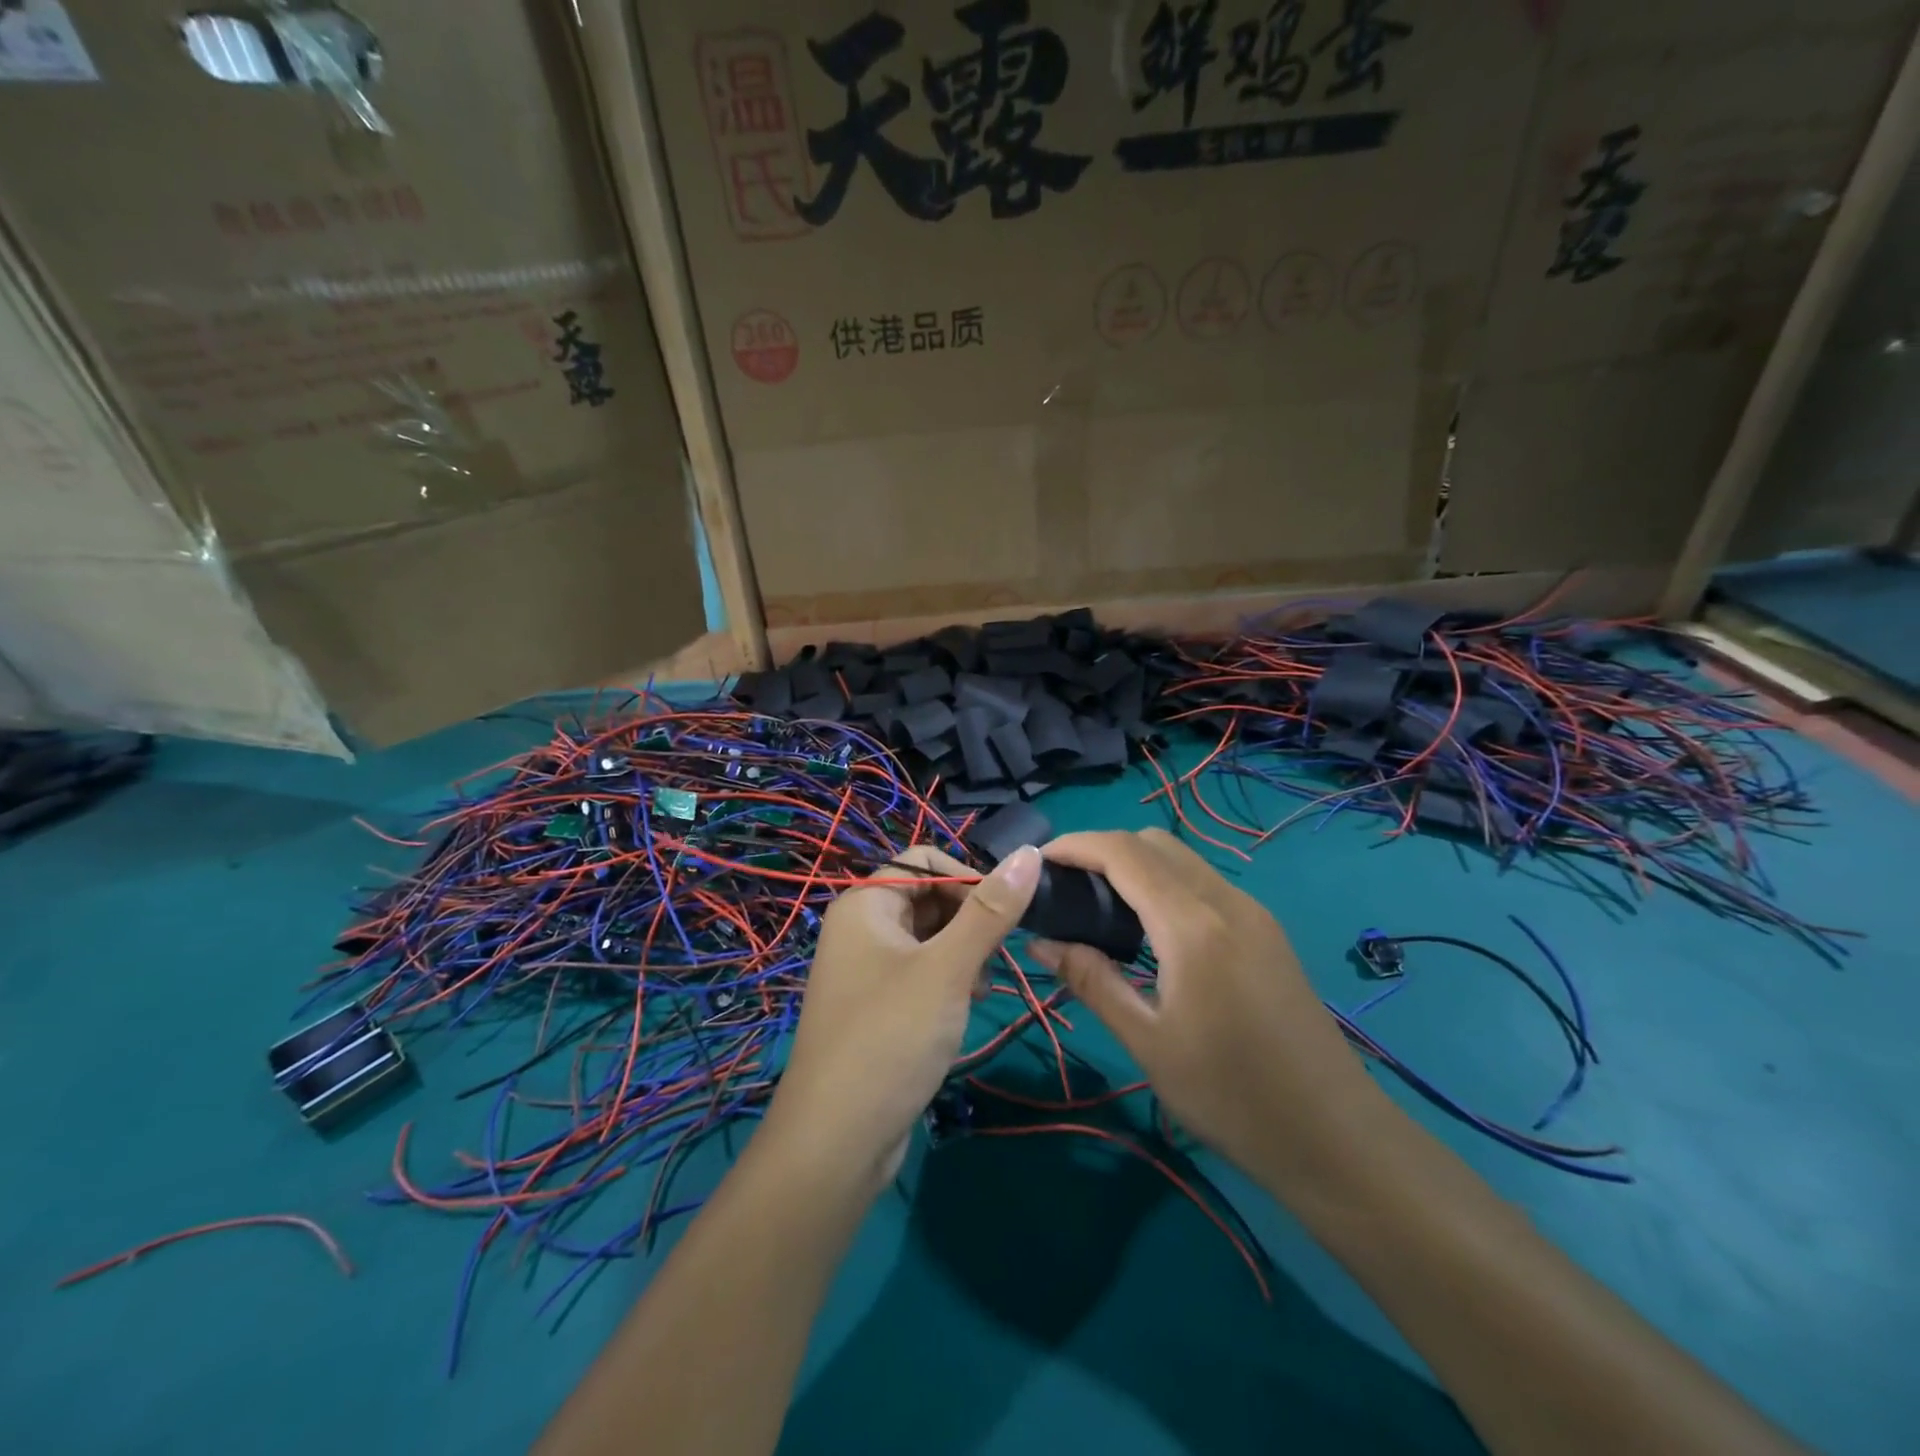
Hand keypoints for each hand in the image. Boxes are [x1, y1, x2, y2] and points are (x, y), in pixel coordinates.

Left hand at [764, 843, 1042, 1191]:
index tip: (1007, 913)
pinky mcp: (877, 1006)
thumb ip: (991, 910)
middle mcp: (861, 928)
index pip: (924, 860)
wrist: (835, 1142)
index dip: (967, 878)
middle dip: (969, 918)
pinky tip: (969, 1003)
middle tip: (999, 954)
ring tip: (984, 983)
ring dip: (963, 951)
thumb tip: (1030, 853)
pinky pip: (920, 971)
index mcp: (865, 904)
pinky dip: (948, 978)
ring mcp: (866, 969)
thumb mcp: (948, 969)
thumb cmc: (890, 1039)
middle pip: (927, 896)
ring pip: (928, 936)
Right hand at [1029, 829, 1385, 1196]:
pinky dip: (1164, 883)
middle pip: (1154, 843)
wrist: (1336, 1138)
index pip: (1124, 853)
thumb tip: (1041, 941)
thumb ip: (1091, 980)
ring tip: (1097, 904)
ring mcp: (1253, 913)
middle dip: (1102, 849)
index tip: (1038, 861)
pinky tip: (1147, 928)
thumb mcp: (1148, 1042)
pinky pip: (1204, 883)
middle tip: (1065, 886)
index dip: (1076, 844)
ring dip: (1135, 864)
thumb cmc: (1232, 1097)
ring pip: (1182, 859)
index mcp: (1193, 926)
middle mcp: (1226, 902)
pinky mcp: (1266, 931)